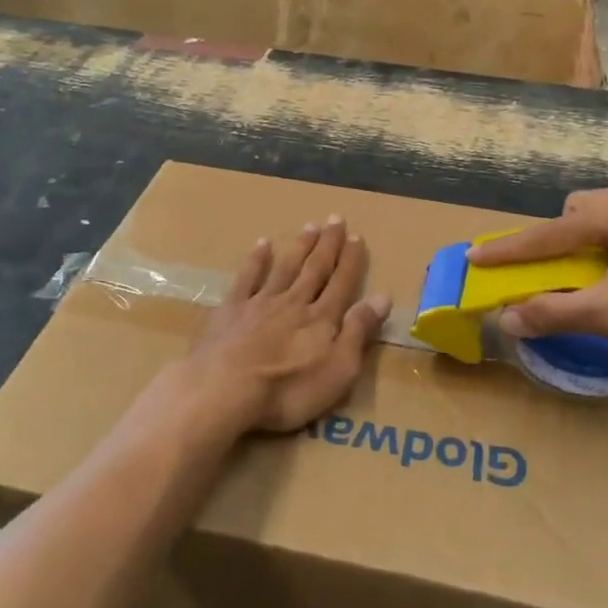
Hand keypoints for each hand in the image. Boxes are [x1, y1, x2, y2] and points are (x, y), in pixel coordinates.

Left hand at [169, 217, 390, 434]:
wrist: (224, 388)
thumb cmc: (288, 389)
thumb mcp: (338, 370)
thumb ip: (359, 331)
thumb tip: (383, 297)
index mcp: (322, 319)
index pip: (342, 283)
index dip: (351, 260)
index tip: (357, 236)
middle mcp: (294, 302)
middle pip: (315, 268)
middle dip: (328, 244)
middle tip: (336, 218)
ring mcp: (261, 303)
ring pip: (286, 267)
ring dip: (300, 246)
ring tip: (310, 226)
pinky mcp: (231, 310)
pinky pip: (247, 278)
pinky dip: (257, 260)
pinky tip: (263, 244)